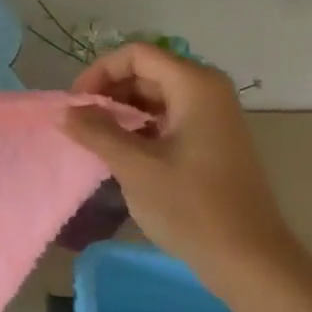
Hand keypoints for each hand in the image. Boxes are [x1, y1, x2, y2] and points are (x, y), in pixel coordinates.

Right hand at [61, 43, 311, 296]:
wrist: (246, 256)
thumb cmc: (191, 206)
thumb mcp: (135, 166)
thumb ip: (96, 132)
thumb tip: (65, 111)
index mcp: (195, 86)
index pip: (137, 55)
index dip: (99, 72)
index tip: (75, 106)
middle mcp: (206, 92)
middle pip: (146, 73)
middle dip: (107, 93)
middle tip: (79, 125)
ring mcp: (210, 118)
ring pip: (153, 98)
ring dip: (119, 113)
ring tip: (93, 141)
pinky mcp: (208, 142)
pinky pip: (165, 120)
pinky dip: (137, 129)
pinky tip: (118, 154)